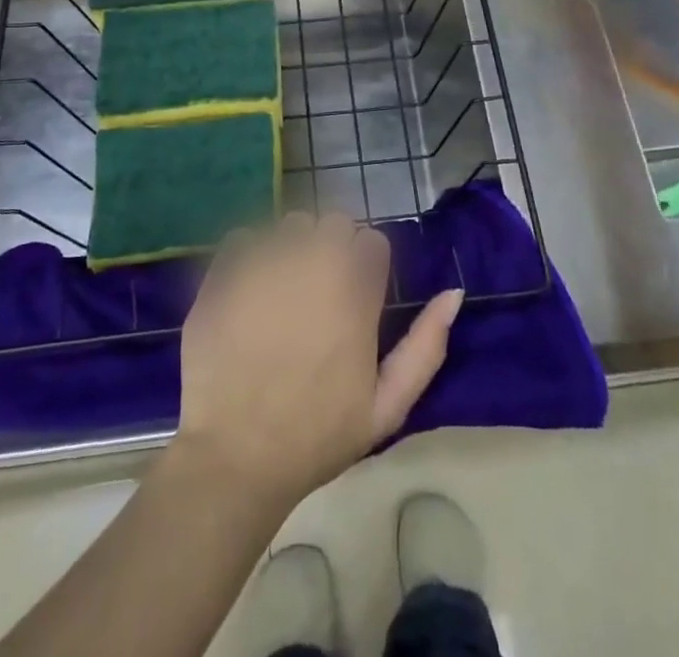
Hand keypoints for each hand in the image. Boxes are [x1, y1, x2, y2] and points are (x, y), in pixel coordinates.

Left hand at [174, 212, 463, 505]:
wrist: (233, 456)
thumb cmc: (315, 436)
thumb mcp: (386, 408)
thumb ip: (426, 346)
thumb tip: (454, 293)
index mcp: (355, 294)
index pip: (372, 241)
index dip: (366, 264)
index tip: (356, 292)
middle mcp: (313, 265)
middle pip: (333, 222)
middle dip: (332, 247)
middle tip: (320, 290)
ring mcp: (265, 265)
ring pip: (290, 224)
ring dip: (293, 247)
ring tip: (282, 290)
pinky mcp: (225, 272)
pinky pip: (245, 237)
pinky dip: (250, 255)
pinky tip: (249, 291)